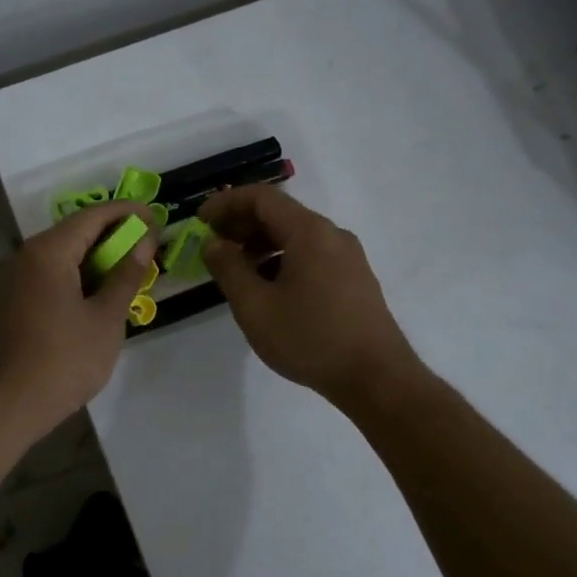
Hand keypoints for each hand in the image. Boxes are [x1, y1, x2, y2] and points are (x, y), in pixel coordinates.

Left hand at [0, 201, 157, 436]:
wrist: (6, 405)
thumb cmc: (63, 360)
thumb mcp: (106, 318)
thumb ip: (126, 275)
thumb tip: (144, 241)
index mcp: (50, 251)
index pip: (94, 215)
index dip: (127, 213)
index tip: (157, 218)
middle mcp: (29, 256)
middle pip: (77, 232)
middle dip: (115, 236)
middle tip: (150, 247)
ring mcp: (19, 280)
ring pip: (66, 256)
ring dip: (100, 259)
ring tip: (133, 272)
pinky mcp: (17, 303)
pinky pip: (54, 276)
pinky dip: (82, 278)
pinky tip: (103, 296)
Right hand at [199, 186, 421, 408]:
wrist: (376, 378)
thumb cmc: (310, 339)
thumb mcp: (255, 306)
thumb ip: (228, 268)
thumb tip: (213, 243)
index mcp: (309, 232)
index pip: (262, 197)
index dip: (226, 203)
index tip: (200, 220)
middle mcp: (332, 235)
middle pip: (280, 213)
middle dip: (242, 224)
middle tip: (213, 244)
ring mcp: (348, 257)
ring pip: (296, 235)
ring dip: (261, 244)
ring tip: (236, 270)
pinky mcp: (354, 279)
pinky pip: (311, 254)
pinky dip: (282, 259)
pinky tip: (268, 288)